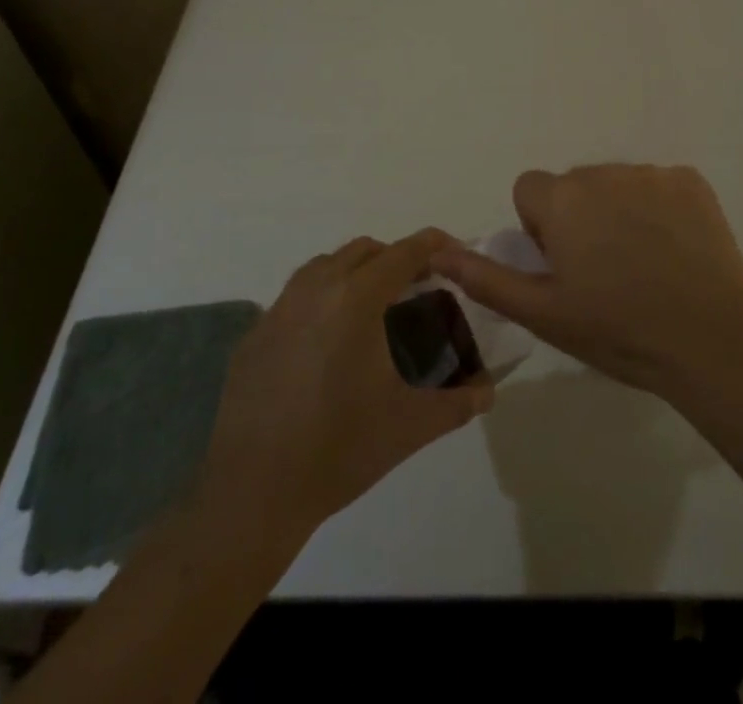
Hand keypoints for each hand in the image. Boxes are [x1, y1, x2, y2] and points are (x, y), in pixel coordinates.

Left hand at [197, 229, 492, 543]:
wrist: (253, 496)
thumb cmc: (339, 451)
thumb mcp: (410, 426)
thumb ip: (459, 402)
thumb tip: (489, 391)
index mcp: (355, 300)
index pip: (403, 253)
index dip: (433, 246)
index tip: (454, 251)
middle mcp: (315, 290)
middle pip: (363, 250)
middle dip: (395, 258)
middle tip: (418, 286)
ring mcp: (277, 310)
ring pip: (324, 266)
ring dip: (355, 272)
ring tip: (374, 307)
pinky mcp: (253, 335)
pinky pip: (295, 297)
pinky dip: (322, 300)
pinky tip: (329, 342)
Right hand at [431, 165, 742, 397]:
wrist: (711, 340)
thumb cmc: (618, 330)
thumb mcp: (543, 313)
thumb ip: (486, 277)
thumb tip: (438, 250)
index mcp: (562, 199)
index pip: (529, 190)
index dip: (539, 227)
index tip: (562, 265)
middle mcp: (603, 172)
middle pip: (574, 186)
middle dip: (579, 218)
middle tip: (603, 273)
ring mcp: (651, 173)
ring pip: (617, 185)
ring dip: (618, 212)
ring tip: (643, 266)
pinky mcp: (690, 181)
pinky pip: (659, 186)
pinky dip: (659, 210)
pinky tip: (676, 251)